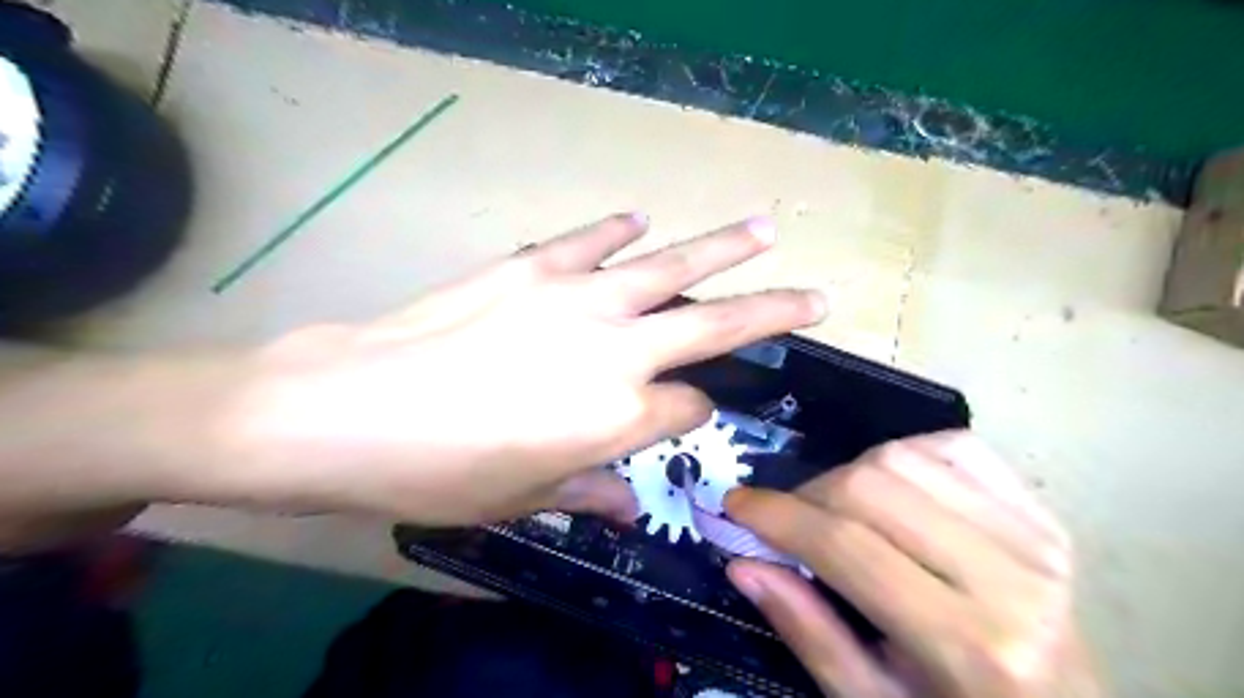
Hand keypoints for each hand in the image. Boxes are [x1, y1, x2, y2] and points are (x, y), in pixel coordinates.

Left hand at [204, 214, 822, 525]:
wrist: (352, 408)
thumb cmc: (441, 471)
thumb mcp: (522, 499)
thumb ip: (589, 489)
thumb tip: (628, 501)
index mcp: (618, 417)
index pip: (686, 406)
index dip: (692, 412)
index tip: (685, 413)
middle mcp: (615, 351)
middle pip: (713, 326)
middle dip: (772, 313)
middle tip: (816, 297)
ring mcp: (577, 298)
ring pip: (670, 266)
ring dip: (723, 248)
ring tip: (765, 230)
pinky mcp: (532, 266)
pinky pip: (591, 241)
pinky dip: (618, 229)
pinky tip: (640, 220)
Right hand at [724, 431, 1102, 697]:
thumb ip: (806, 630)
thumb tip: (742, 563)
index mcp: (969, 644)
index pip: (847, 546)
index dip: (779, 517)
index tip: (735, 505)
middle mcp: (1010, 577)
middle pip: (872, 487)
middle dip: (809, 496)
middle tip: (788, 522)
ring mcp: (1036, 535)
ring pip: (902, 456)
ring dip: (849, 475)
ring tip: (838, 512)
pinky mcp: (1043, 511)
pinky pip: (951, 445)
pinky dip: (901, 454)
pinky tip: (890, 488)